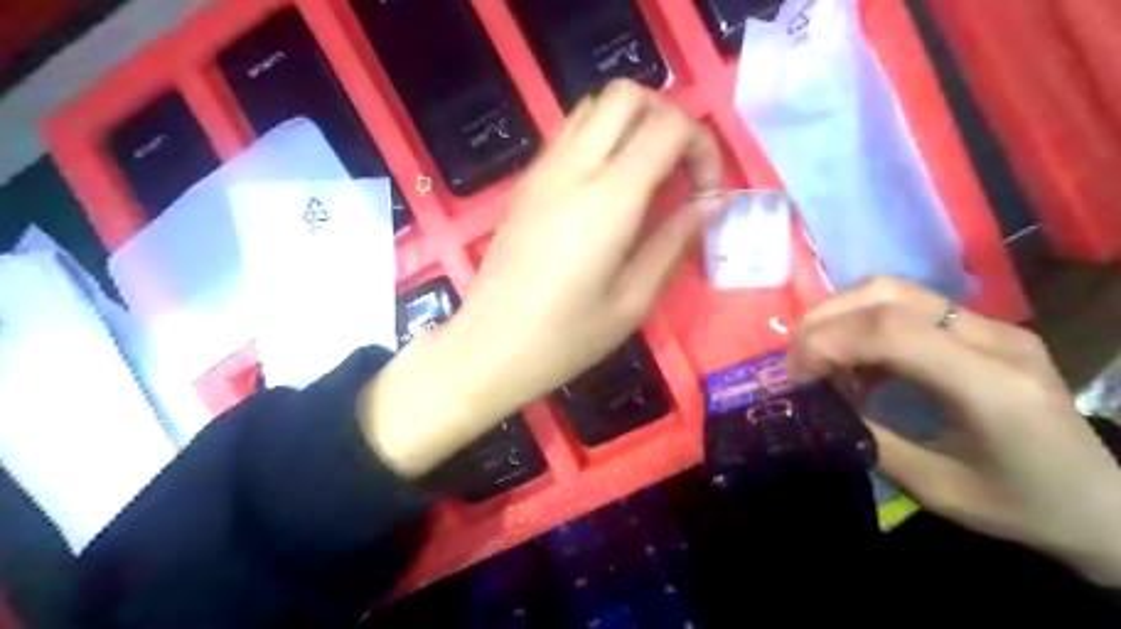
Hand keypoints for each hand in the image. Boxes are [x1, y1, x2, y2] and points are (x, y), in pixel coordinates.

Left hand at [364, 82, 721, 478]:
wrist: (489, 347)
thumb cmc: (565, 338)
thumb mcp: (633, 302)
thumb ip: (674, 243)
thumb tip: (709, 204)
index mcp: (608, 199)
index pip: (669, 126)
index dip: (702, 147)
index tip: (705, 193)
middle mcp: (573, 168)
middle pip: (628, 94)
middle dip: (667, 118)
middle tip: (677, 170)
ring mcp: (542, 170)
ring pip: (593, 106)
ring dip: (631, 124)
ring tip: (644, 176)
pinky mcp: (525, 183)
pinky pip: (568, 133)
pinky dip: (600, 139)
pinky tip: (605, 189)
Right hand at [787, 277, 1120, 585]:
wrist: (1105, 504)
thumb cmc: (1023, 506)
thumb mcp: (936, 488)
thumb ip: (870, 438)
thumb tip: (818, 404)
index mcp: (991, 385)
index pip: (890, 330)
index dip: (827, 342)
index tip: (798, 378)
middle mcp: (993, 338)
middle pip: (884, 293)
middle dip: (823, 322)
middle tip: (798, 364)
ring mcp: (991, 325)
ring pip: (891, 289)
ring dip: (839, 316)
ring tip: (821, 359)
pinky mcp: (982, 327)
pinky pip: (905, 305)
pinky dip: (862, 323)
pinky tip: (858, 362)